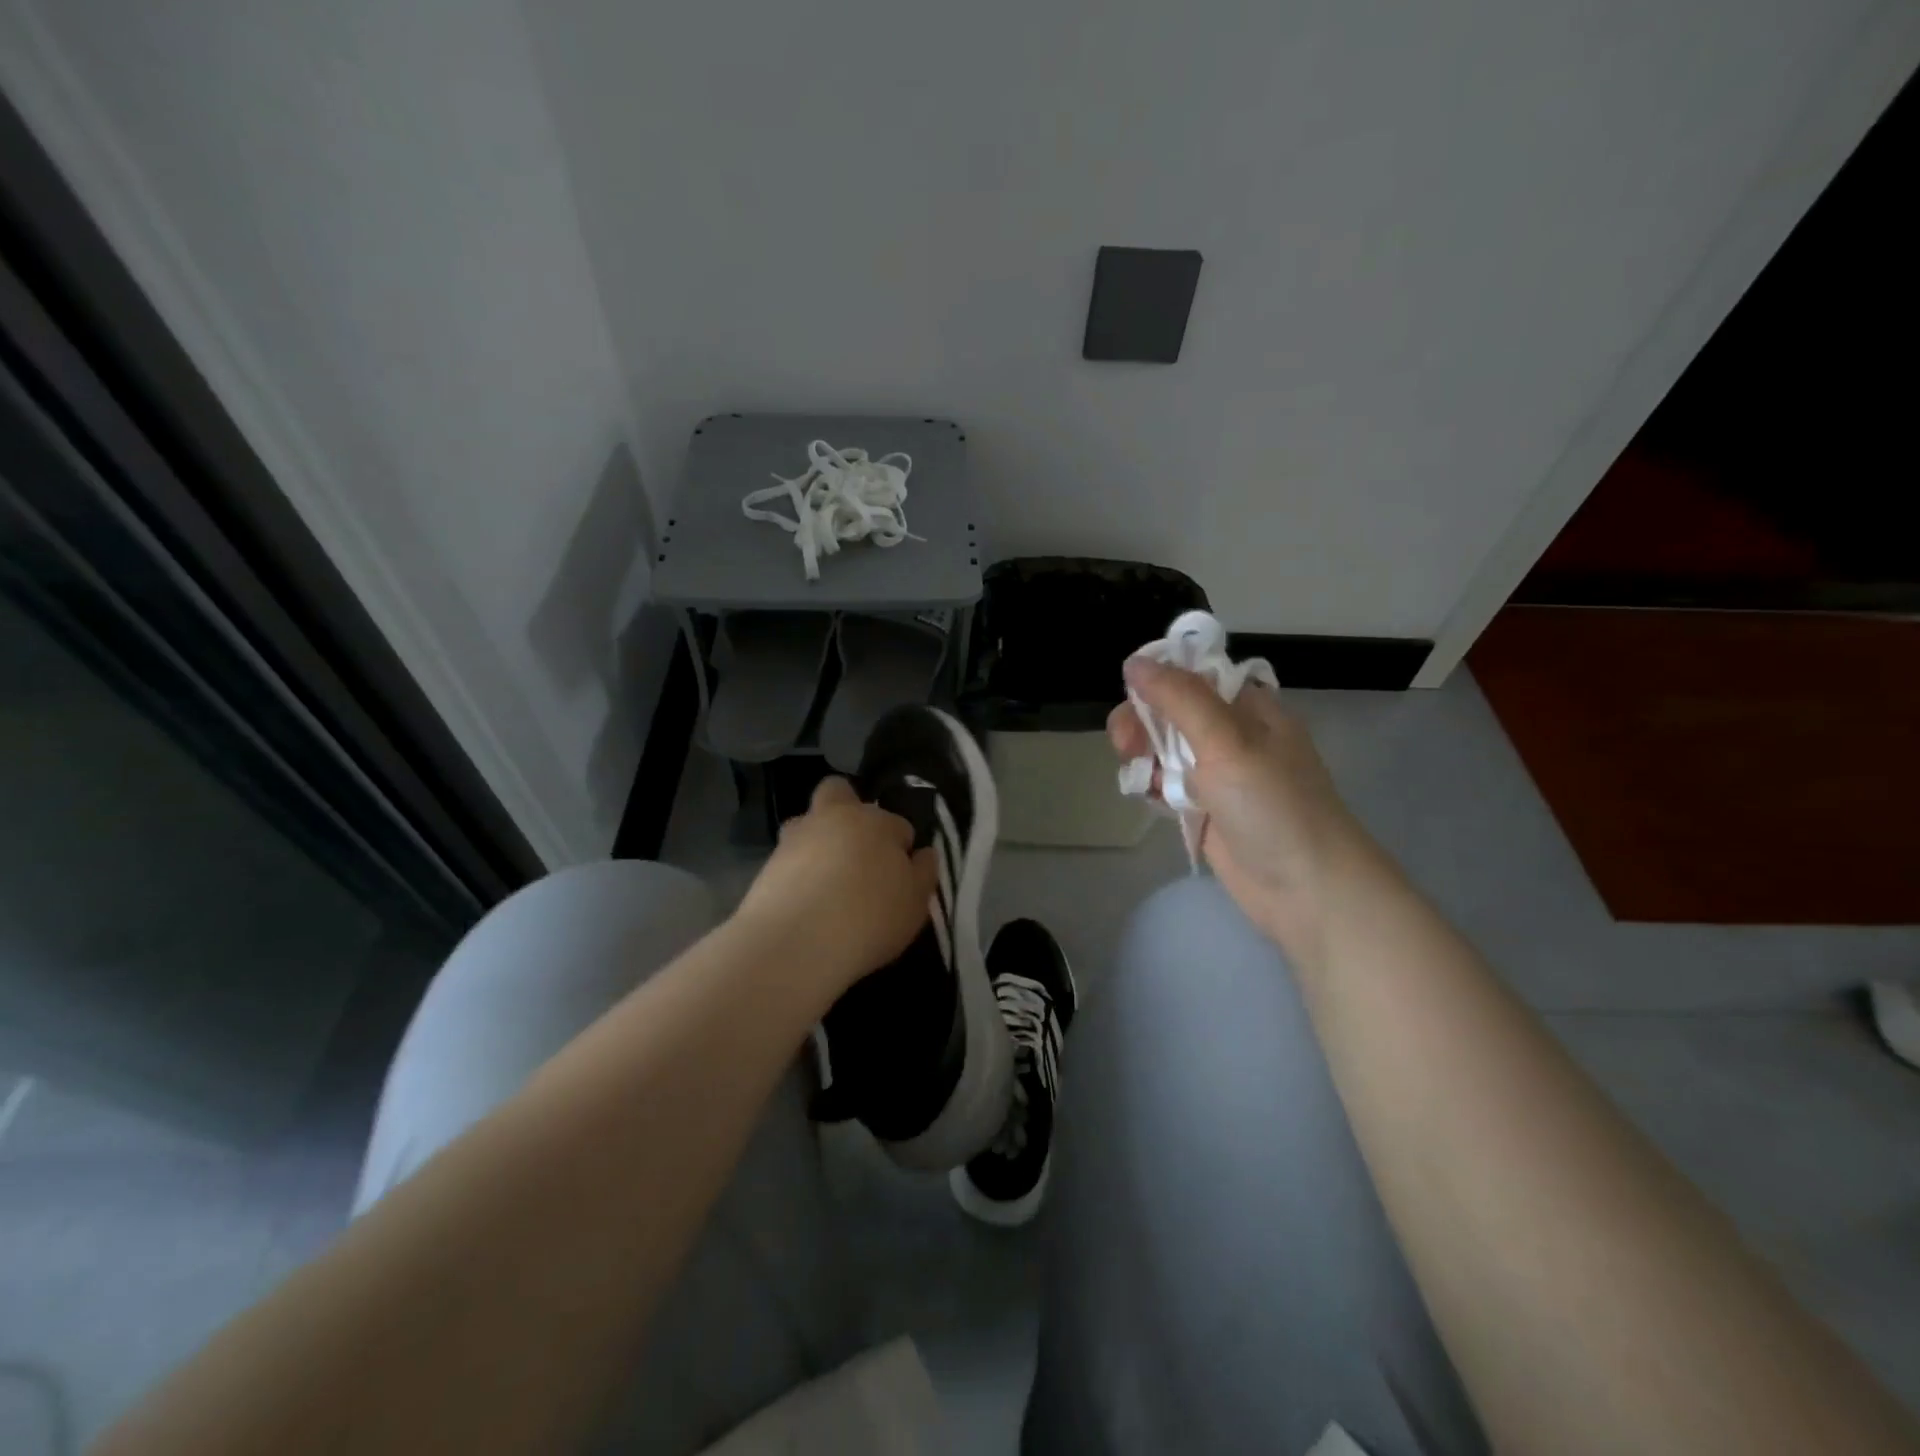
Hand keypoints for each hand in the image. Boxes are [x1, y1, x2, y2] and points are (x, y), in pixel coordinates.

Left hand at [733, 776, 937, 989]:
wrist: (797, 942)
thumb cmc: (870, 918)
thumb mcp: (916, 903)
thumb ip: (923, 873)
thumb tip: (923, 853)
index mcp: (877, 822)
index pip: (899, 825)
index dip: (902, 848)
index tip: (901, 875)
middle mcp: (835, 818)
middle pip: (840, 792)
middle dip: (849, 809)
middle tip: (858, 849)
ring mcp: (797, 837)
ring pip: (808, 821)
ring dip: (819, 838)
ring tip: (826, 878)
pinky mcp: (768, 862)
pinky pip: (789, 856)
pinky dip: (798, 868)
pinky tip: (806, 897)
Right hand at [1110, 658, 1379, 956]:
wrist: (1306, 888)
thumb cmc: (1273, 806)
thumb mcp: (1227, 742)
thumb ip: (1179, 699)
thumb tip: (1135, 662)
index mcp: (1249, 708)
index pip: (1195, 674)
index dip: (1159, 678)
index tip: (1130, 692)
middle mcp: (1233, 735)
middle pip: (1173, 712)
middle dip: (1144, 722)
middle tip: (1126, 745)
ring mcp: (1220, 775)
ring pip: (1165, 749)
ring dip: (1144, 755)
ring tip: (1136, 777)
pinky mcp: (1206, 809)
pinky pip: (1168, 785)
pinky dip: (1152, 786)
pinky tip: (1145, 796)